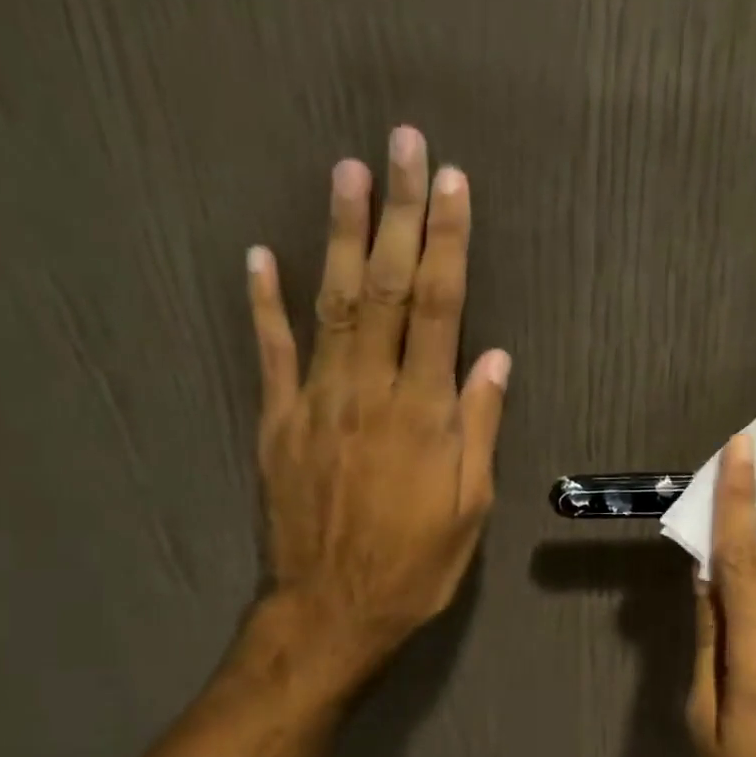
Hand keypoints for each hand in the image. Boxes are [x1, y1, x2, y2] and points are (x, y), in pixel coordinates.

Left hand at [245, 126, 509, 680]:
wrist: (331, 611)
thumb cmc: (414, 568)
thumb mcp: (468, 511)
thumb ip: (478, 430)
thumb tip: (494, 360)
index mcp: (423, 415)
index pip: (442, 309)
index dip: (448, 242)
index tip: (452, 183)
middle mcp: (369, 393)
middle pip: (389, 289)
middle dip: (397, 213)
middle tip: (400, 145)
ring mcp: (316, 403)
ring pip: (332, 305)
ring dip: (341, 237)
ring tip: (345, 172)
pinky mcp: (278, 424)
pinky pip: (270, 354)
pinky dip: (264, 303)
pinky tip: (260, 256)